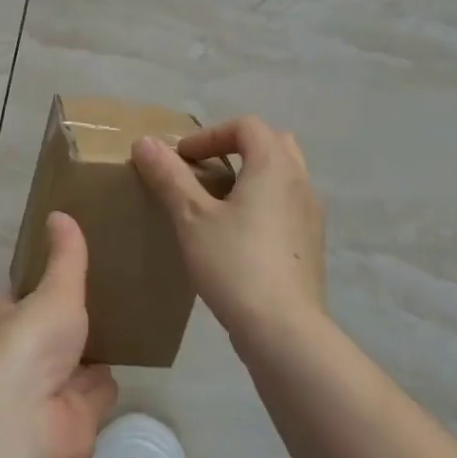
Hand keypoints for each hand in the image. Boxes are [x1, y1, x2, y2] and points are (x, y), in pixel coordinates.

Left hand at [0, 213, 118, 457]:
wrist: (29, 422)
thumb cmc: (31, 345)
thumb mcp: (54, 291)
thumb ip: (65, 257)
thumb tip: (58, 213)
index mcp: (5, 324)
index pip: (5, 306)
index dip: (18, 297)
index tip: (39, 280)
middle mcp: (22, 359)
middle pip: (43, 339)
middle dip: (62, 328)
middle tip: (93, 300)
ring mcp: (49, 393)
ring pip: (73, 368)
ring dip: (90, 357)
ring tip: (116, 325)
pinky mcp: (76, 420)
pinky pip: (97, 395)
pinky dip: (108, 384)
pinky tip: (128, 362)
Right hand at [133, 116, 326, 354]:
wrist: (284, 331)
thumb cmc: (235, 264)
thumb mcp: (191, 218)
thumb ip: (169, 176)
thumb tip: (145, 142)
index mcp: (274, 166)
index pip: (246, 126)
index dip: (210, 134)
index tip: (182, 158)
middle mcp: (300, 182)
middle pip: (272, 144)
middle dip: (237, 149)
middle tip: (206, 170)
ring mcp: (311, 215)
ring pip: (283, 177)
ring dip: (252, 177)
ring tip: (219, 202)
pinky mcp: (311, 246)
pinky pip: (287, 206)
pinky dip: (264, 204)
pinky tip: (238, 236)